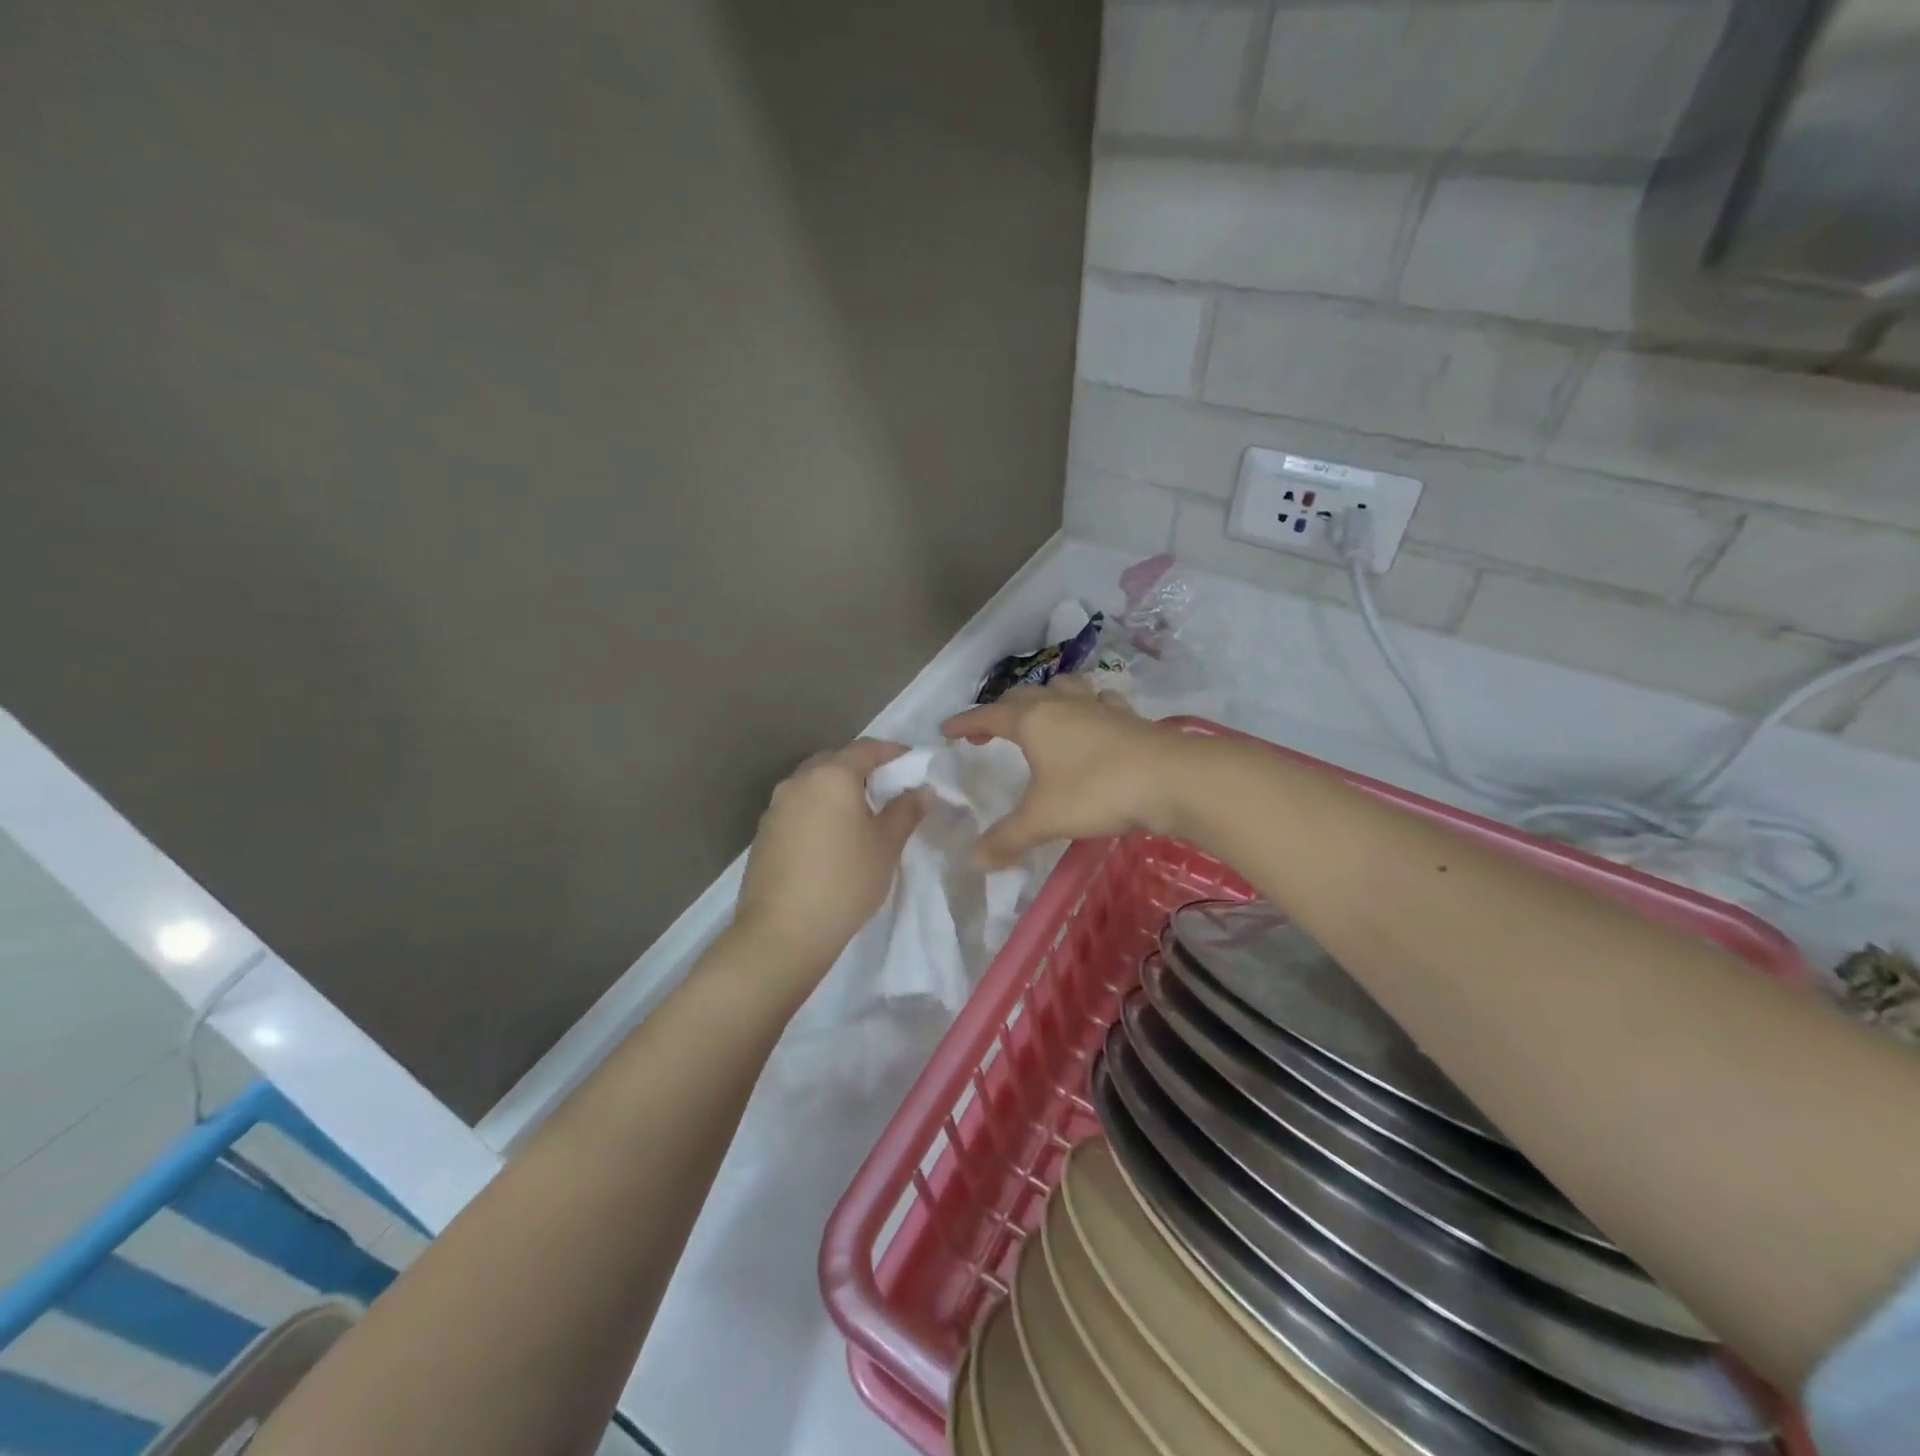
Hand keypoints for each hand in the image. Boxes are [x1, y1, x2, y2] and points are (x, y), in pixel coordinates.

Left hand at [731, 739, 925, 985]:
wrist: (783, 931)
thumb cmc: (845, 881)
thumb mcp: (886, 845)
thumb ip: (905, 811)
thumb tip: (921, 791)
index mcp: (831, 775)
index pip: (867, 748)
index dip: (893, 752)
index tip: (913, 763)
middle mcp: (799, 781)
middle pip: (835, 761)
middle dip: (863, 769)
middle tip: (888, 789)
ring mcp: (776, 806)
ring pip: (813, 784)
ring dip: (838, 790)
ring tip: (861, 815)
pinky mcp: (764, 832)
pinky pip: (798, 807)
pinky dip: (819, 810)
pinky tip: (832, 837)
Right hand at [943, 678, 1185, 868]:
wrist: (1170, 778)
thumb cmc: (1095, 791)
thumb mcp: (1043, 818)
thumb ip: (1006, 838)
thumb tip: (972, 859)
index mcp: (1033, 720)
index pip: (988, 715)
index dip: (965, 722)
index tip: (947, 730)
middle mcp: (1062, 704)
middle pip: (1023, 697)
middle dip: (1000, 711)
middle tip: (988, 731)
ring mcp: (1097, 707)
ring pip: (1063, 689)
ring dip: (1045, 699)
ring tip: (1041, 716)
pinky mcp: (1127, 717)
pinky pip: (1098, 703)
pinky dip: (1086, 709)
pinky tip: (1093, 722)